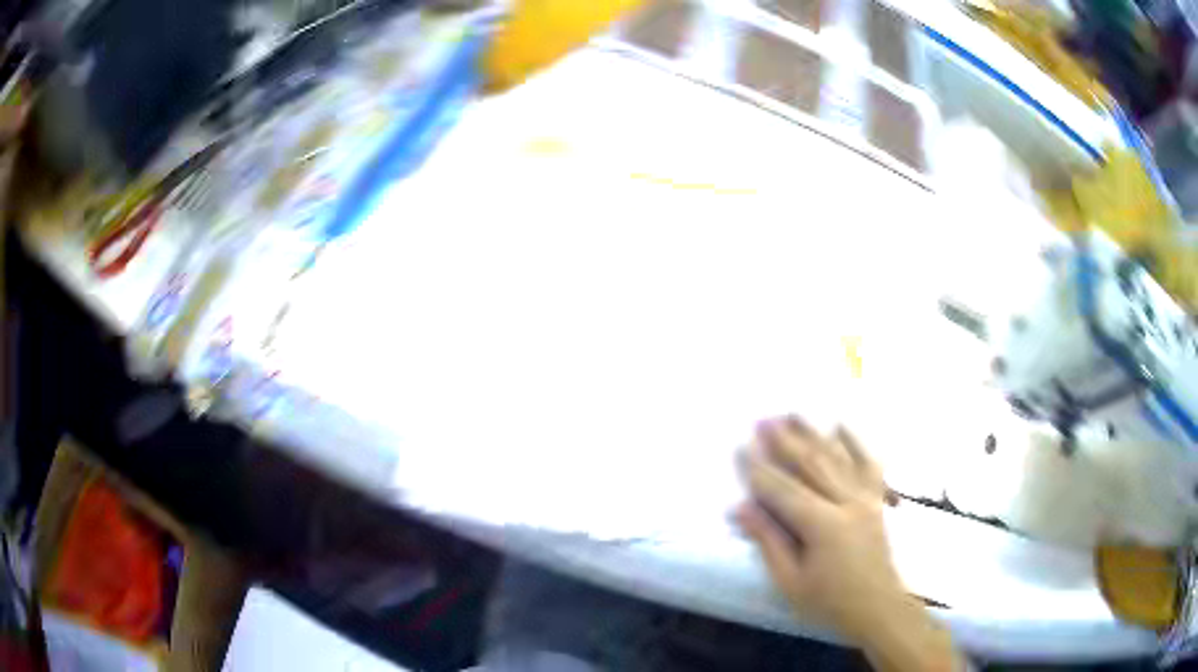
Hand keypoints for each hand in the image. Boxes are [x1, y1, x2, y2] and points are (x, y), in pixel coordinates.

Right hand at [736, 417, 959, 671]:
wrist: (878, 607)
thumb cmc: (829, 601)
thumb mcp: (790, 581)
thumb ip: (768, 542)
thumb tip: (740, 508)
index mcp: (823, 526)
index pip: (784, 490)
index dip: (760, 469)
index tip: (741, 446)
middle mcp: (847, 503)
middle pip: (812, 465)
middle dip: (785, 441)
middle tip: (763, 419)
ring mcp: (866, 498)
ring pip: (837, 458)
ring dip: (813, 434)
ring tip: (793, 413)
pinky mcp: (877, 500)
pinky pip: (868, 464)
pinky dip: (855, 442)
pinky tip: (841, 426)